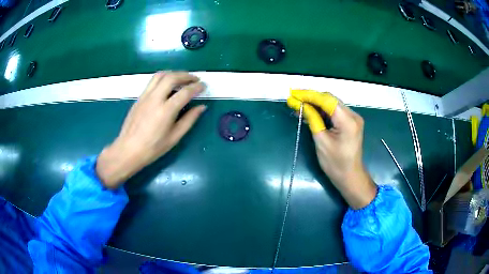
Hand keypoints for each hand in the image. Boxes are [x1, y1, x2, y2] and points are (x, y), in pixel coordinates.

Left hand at [96, 72, 206, 188]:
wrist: (128, 150)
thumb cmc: (153, 148)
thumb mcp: (174, 137)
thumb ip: (189, 120)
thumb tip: (201, 107)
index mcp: (165, 111)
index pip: (185, 92)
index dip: (197, 87)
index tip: (203, 86)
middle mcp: (155, 99)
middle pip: (172, 77)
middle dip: (186, 75)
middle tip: (195, 79)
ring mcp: (145, 96)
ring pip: (160, 75)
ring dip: (174, 73)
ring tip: (182, 79)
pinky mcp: (139, 98)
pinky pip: (153, 82)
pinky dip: (164, 78)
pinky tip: (168, 86)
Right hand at [287, 90, 376, 208]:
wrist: (350, 176)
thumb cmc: (335, 163)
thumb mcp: (321, 141)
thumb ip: (313, 120)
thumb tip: (301, 105)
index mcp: (348, 121)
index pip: (327, 100)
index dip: (309, 95)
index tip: (294, 94)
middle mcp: (353, 115)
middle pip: (330, 99)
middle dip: (311, 97)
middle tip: (295, 98)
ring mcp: (353, 118)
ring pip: (332, 104)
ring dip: (316, 103)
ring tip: (299, 104)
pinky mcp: (351, 122)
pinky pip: (335, 111)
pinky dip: (323, 111)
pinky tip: (311, 112)